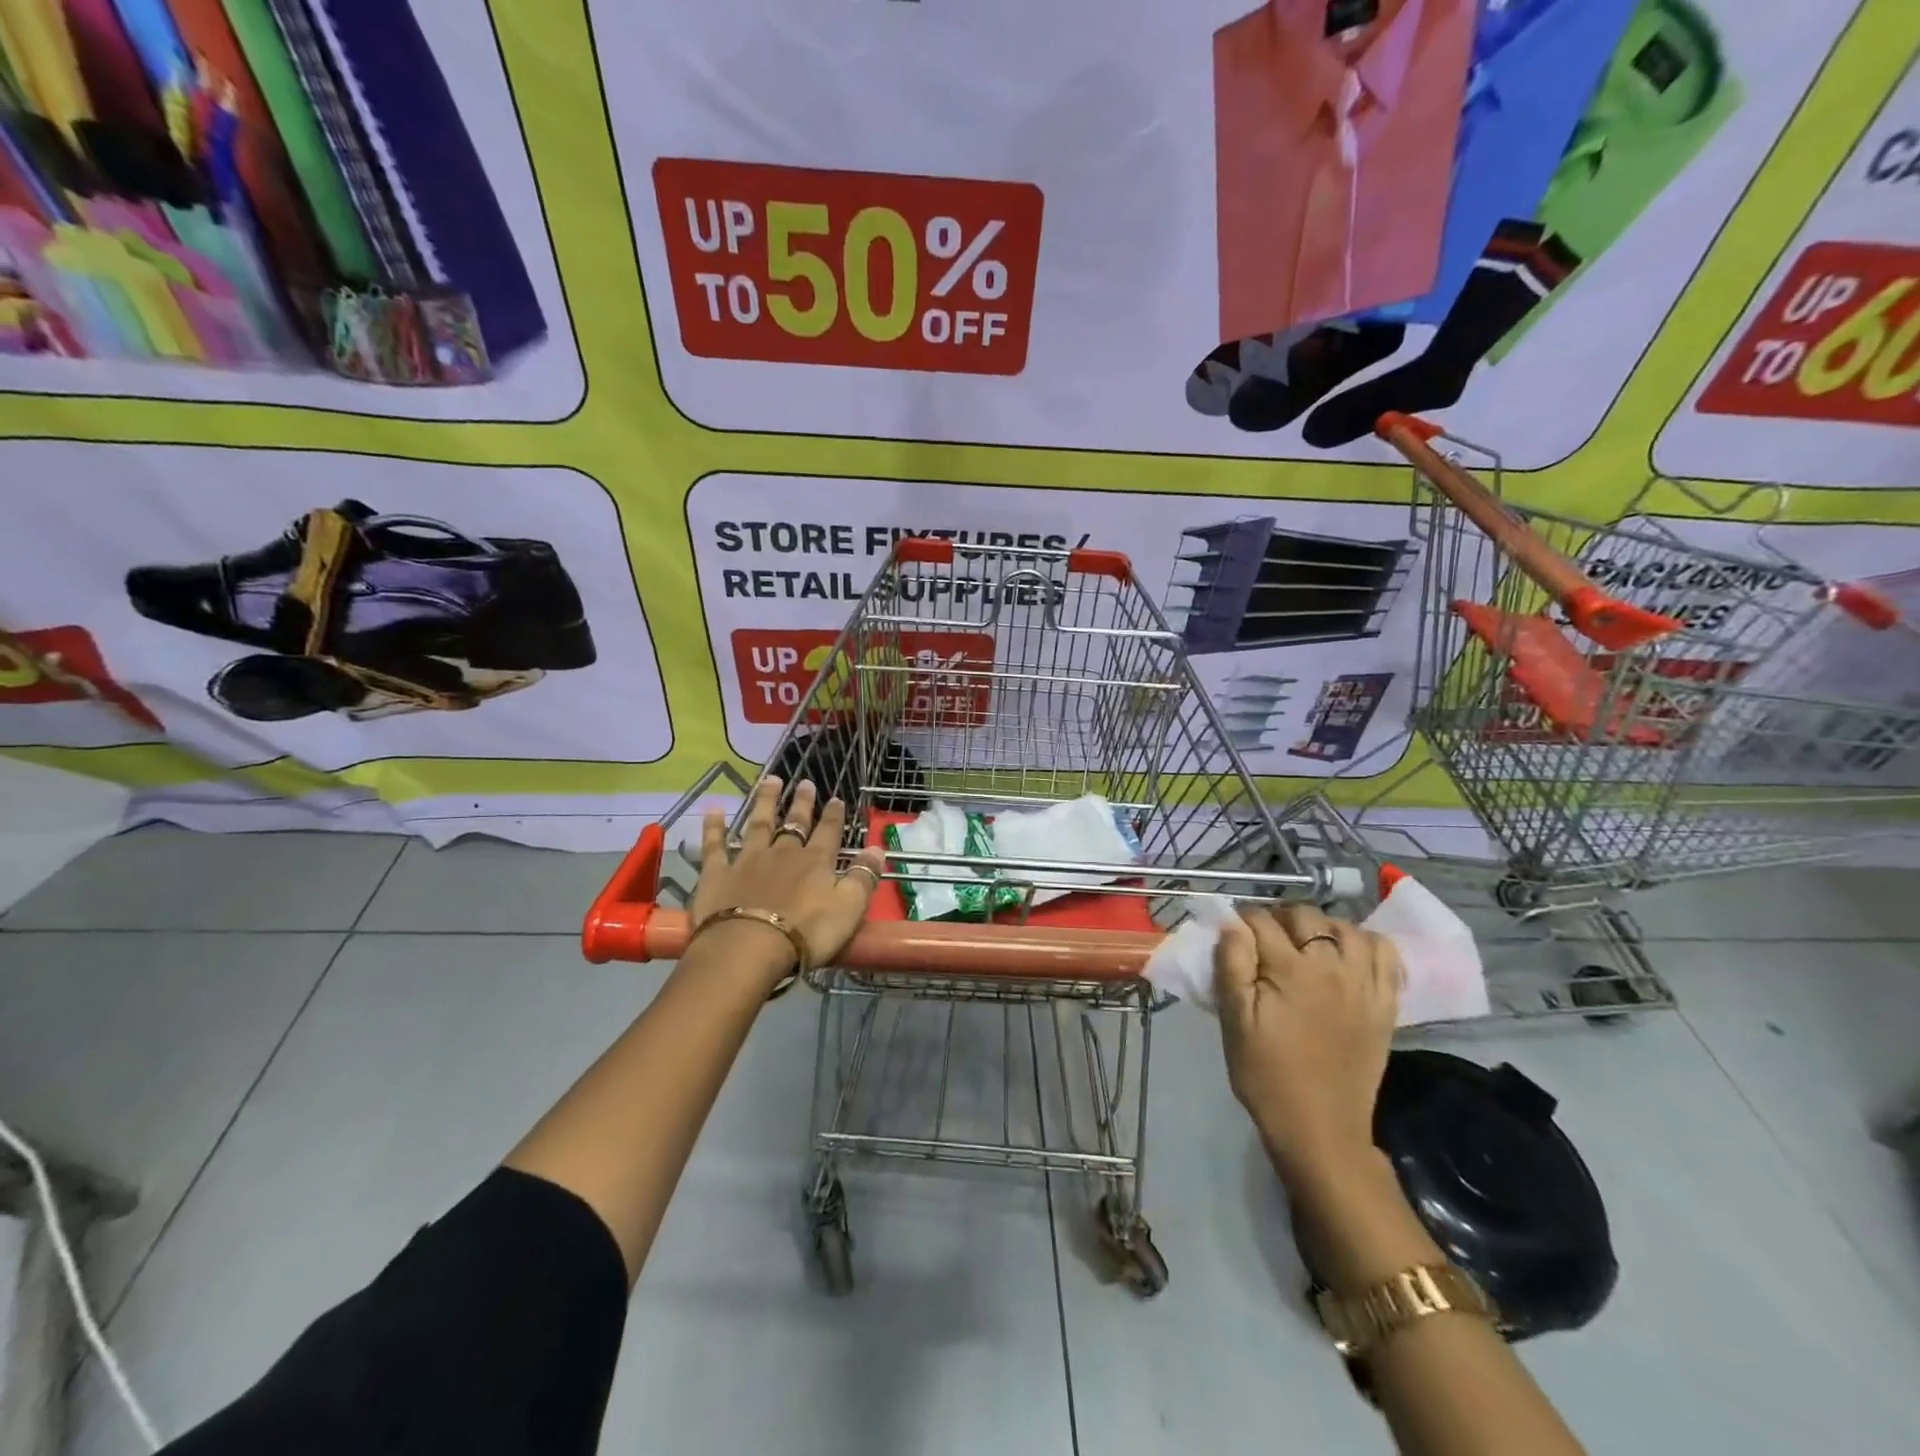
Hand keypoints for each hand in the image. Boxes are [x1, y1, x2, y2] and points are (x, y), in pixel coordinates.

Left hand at [688, 776, 885, 984]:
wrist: (748, 948)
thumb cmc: (806, 932)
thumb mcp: (849, 908)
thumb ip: (863, 877)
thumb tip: (878, 849)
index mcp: (815, 862)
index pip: (828, 832)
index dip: (833, 816)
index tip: (836, 798)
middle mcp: (783, 853)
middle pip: (794, 824)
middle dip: (801, 804)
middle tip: (805, 782)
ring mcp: (748, 861)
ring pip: (758, 824)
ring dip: (764, 802)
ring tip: (770, 780)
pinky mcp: (717, 874)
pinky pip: (715, 846)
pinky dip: (713, 827)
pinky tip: (712, 809)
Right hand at [1214, 903, 1402, 1184]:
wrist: (1320, 1128)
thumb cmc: (1266, 1073)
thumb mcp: (1234, 1020)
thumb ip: (1232, 965)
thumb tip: (1231, 923)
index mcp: (1290, 969)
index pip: (1260, 921)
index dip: (1240, 921)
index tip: (1231, 935)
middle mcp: (1332, 966)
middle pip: (1305, 916)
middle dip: (1279, 918)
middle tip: (1264, 940)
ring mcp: (1364, 984)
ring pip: (1347, 928)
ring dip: (1322, 926)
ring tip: (1305, 942)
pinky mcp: (1385, 1004)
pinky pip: (1385, 955)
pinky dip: (1366, 943)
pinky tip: (1348, 952)